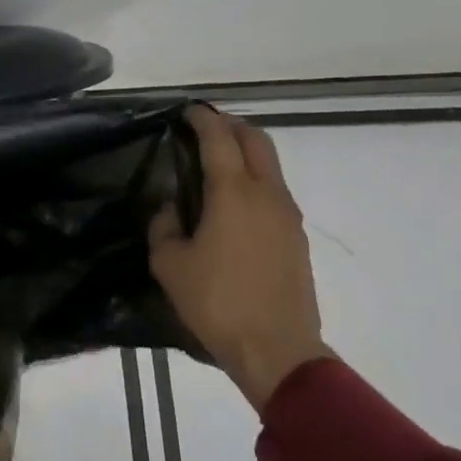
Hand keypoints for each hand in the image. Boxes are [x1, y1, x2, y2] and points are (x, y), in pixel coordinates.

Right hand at [150, 106, 333, 412]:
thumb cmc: (216, 302)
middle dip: (231, 126)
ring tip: (217, 163)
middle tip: (205, 129)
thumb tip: (170, 208)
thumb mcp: (169, 263)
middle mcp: (266, 194)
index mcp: (233, 193)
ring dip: (246, 153)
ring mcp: (287, 216)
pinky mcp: (296, 238)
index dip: (203, 119)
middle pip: (256, 140)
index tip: (187, 111)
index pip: (219, 138)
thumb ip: (164, 226)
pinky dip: (255, 180)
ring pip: (271, 165)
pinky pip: (275, 192)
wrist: (276, 349)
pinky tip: (233, 202)